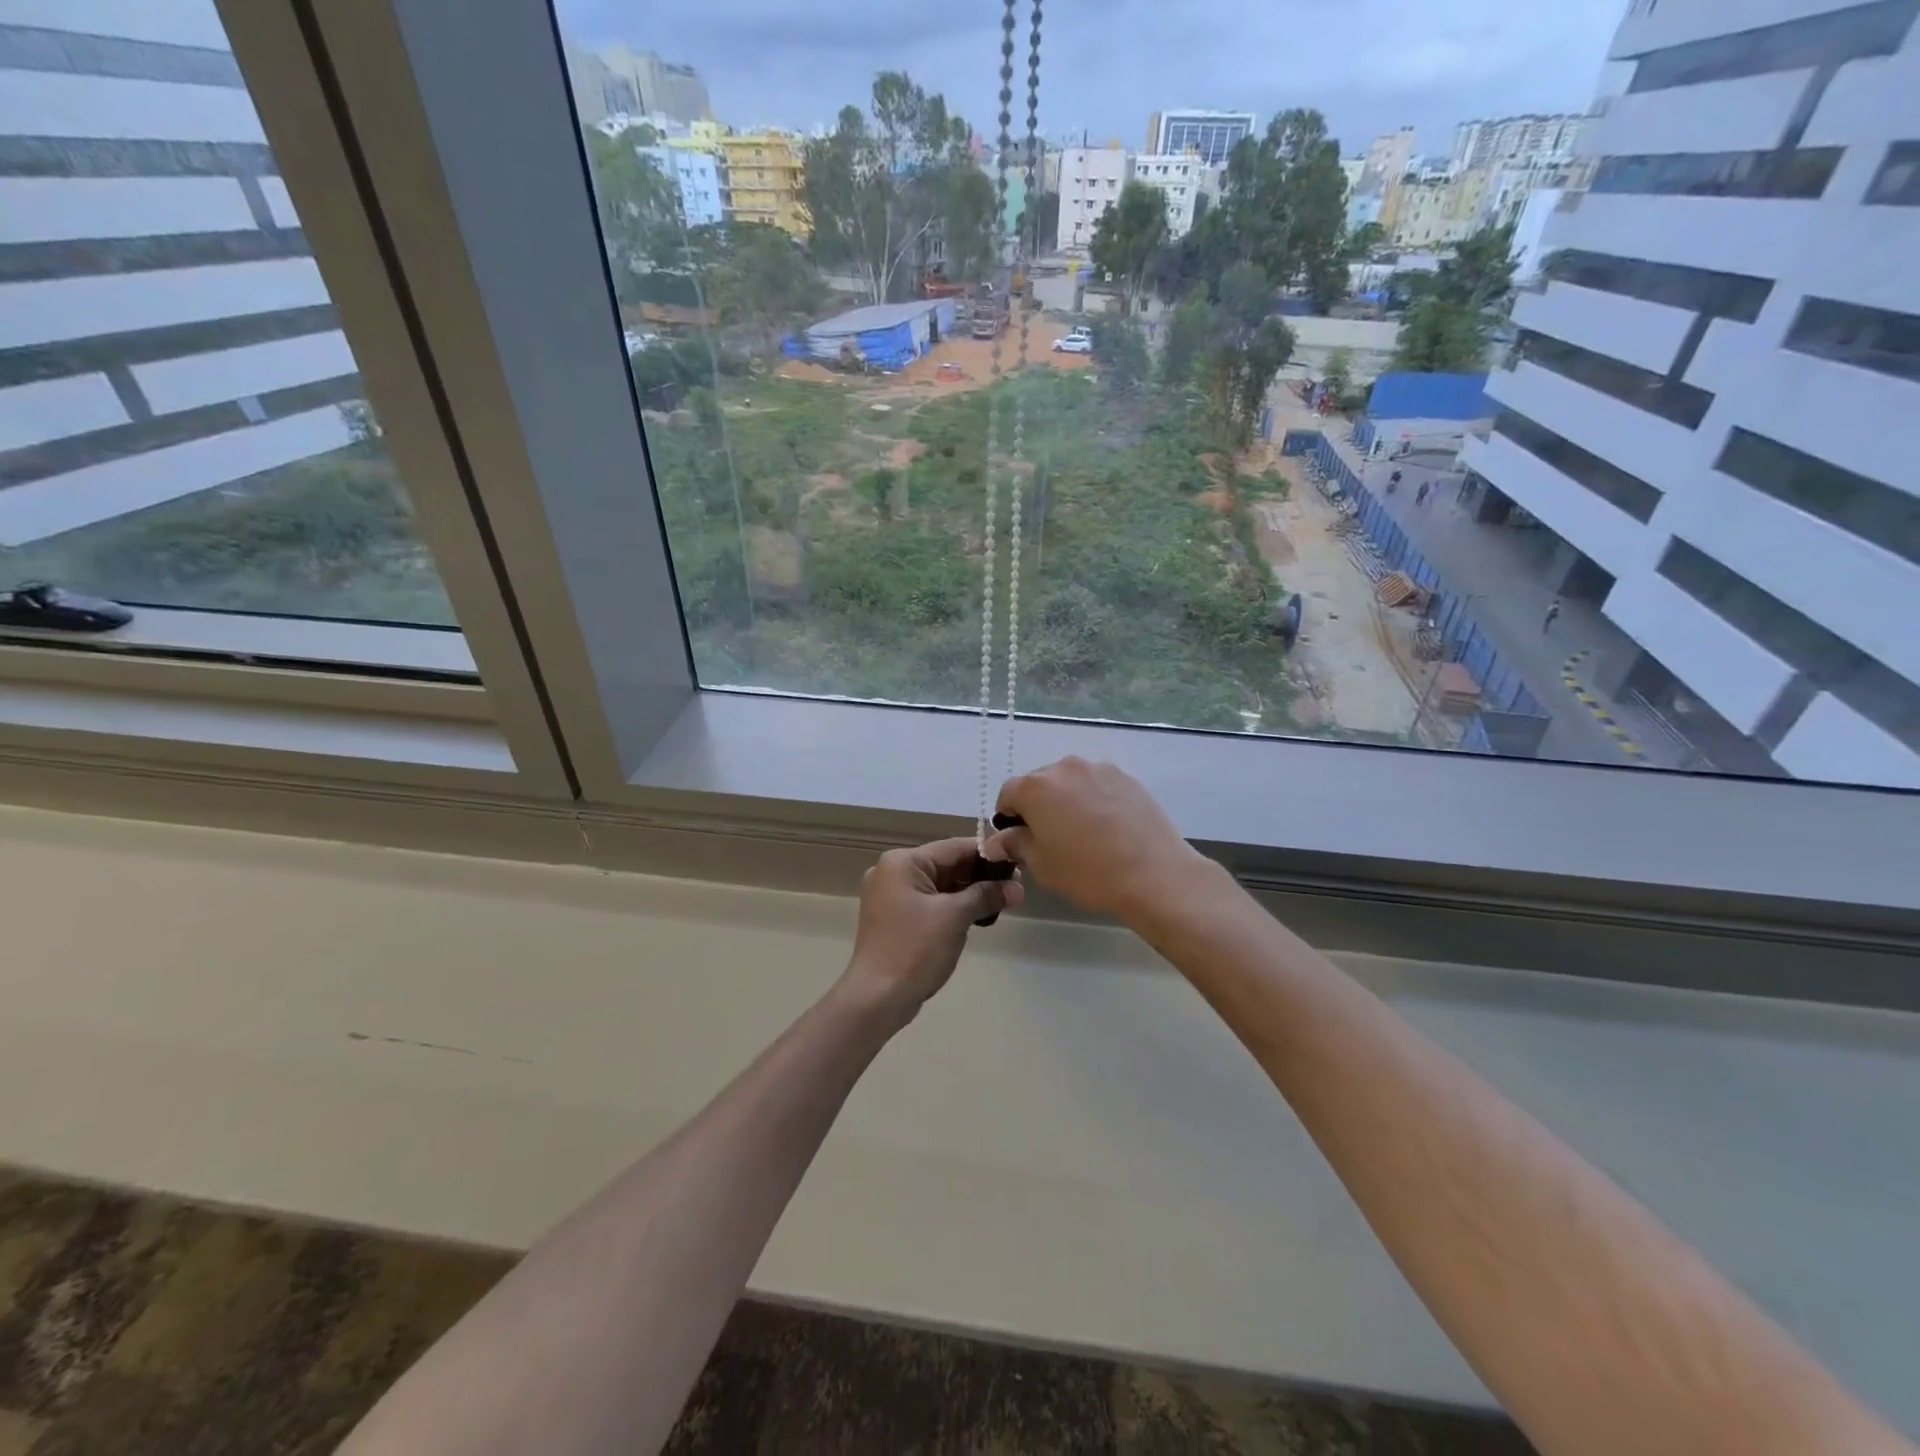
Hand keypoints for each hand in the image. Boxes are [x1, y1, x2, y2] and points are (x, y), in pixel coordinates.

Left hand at [839, 838, 1021, 1025]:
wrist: (877, 998)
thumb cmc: (915, 949)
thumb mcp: (955, 917)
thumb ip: (986, 896)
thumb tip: (1017, 887)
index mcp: (902, 862)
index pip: (954, 848)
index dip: (988, 855)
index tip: (1018, 862)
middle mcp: (893, 872)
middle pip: (946, 865)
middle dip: (981, 877)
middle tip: (1015, 887)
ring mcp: (891, 896)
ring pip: (940, 885)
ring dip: (970, 894)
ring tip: (1004, 902)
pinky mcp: (895, 918)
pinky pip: (931, 903)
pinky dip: (954, 907)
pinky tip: (979, 917)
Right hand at [986, 757, 1203, 923]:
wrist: (1153, 873)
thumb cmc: (1087, 872)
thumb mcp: (1041, 865)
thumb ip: (1015, 845)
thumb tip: (997, 841)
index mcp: (1035, 787)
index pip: (1008, 794)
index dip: (1008, 817)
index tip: (1018, 839)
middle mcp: (1064, 768)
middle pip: (1039, 783)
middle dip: (1038, 806)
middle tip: (1051, 838)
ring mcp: (1098, 769)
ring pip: (1071, 782)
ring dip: (1068, 800)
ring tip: (1083, 832)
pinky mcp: (1126, 777)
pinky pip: (1098, 785)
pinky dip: (1095, 799)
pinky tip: (1108, 827)